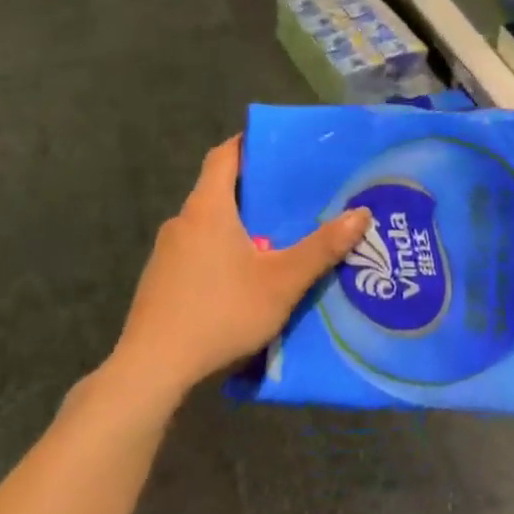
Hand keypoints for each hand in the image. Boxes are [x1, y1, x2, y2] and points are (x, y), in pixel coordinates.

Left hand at [111, 137, 371, 403]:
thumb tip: (361, 213)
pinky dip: (219, 251)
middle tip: (291, 196)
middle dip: (253, 189)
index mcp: (208, 208)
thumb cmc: (220, 312)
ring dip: (237, 224)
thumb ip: (322, 248)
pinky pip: (195, 251)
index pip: (224, 155)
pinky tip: (241, 279)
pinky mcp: (159, 281)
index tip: (277, 145)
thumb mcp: (281, 281)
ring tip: (274, 238)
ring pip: (207, 224)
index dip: (248, 143)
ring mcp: (166, 253)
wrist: (151, 369)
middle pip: (217, 189)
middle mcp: (183, 221)